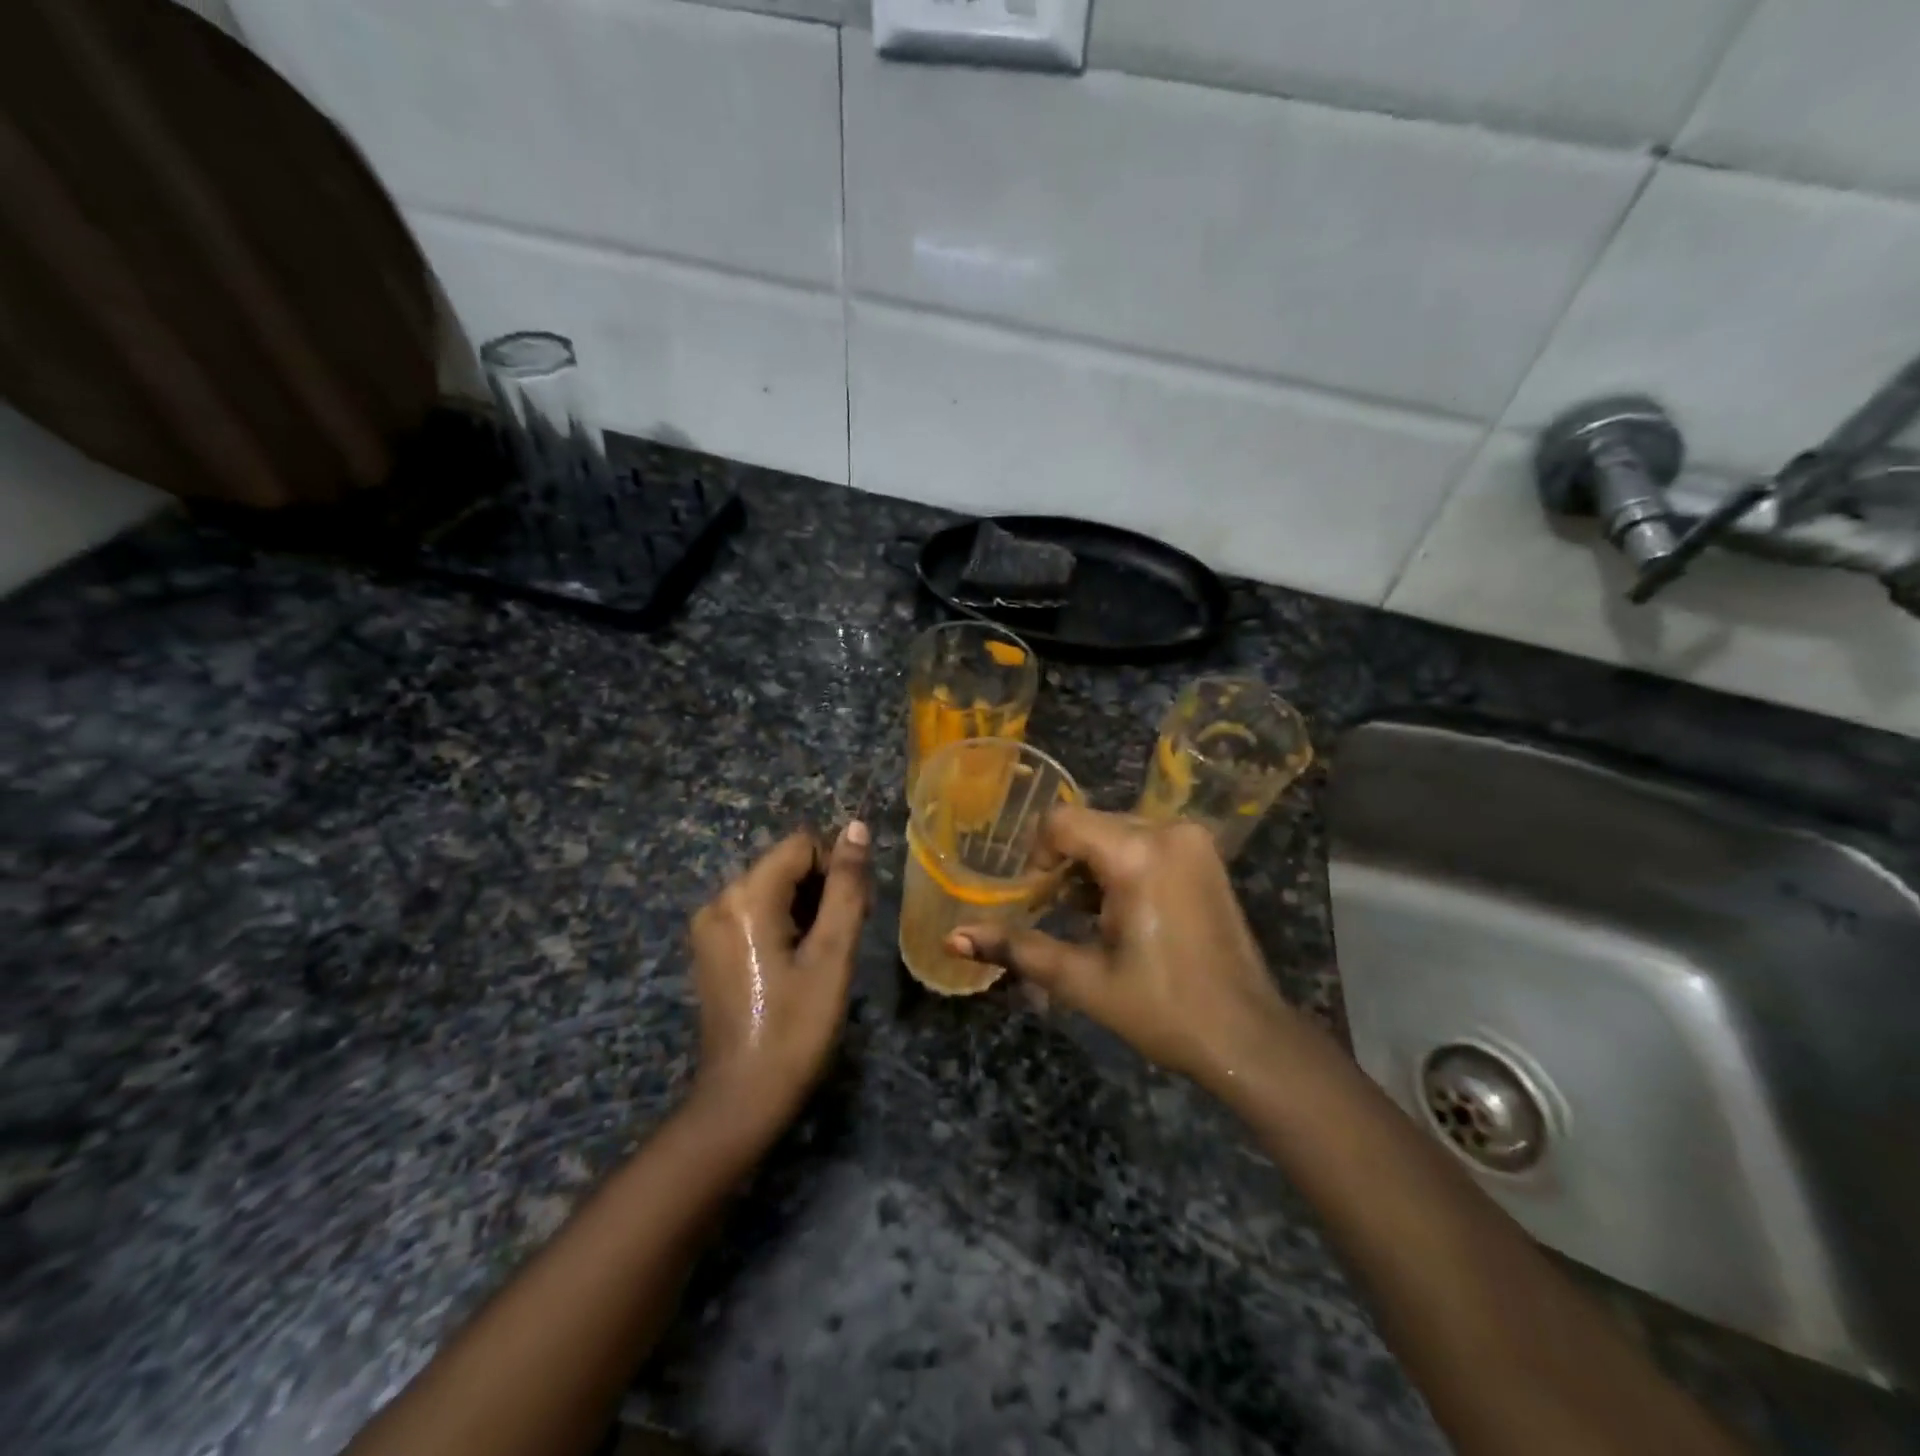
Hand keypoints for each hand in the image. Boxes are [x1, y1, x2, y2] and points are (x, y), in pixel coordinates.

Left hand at [689, 822, 870, 1127]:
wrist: (742, 1100)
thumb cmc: (795, 1027)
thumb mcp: (832, 954)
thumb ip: (846, 886)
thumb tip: (856, 827)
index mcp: (745, 897)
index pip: (801, 845)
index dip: (836, 868)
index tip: (856, 912)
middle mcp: (718, 900)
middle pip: (785, 865)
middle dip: (823, 888)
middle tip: (847, 936)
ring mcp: (709, 926)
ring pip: (773, 889)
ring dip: (808, 908)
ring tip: (826, 954)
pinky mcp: (711, 948)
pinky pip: (755, 913)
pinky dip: (785, 924)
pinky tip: (800, 962)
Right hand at [948, 807, 1293, 1088]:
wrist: (1248, 1037)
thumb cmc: (1163, 1010)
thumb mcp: (1082, 979)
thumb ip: (1016, 948)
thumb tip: (952, 938)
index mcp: (1137, 853)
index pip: (1061, 822)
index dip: (1037, 856)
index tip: (1036, 899)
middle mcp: (1168, 830)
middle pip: (1088, 825)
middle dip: (1065, 865)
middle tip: (1059, 915)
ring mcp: (1193, 840)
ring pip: (1115, 832)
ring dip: (1093, 867)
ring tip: (1092, 920)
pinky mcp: (1206, 854)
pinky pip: (1146, 841)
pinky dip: (1122, 866)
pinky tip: (1124, 912)